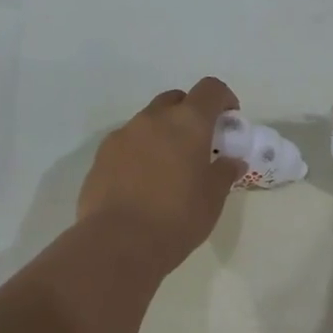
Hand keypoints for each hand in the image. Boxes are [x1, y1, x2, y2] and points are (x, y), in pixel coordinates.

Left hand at [77, 77, 245, 273]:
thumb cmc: (177, 218)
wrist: (119, 243)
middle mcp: (152, 119)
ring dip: (162, 134)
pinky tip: (142, 183)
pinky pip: (126, 144)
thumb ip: (223, 173)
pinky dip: (139, 152)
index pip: (210, 89)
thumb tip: (231, 161)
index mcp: (187, 123)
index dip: (224, 98)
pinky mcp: (100, 157)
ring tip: (168, 168)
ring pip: (147, 122)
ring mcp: (122, 135)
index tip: (229, 118)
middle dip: (189, 113)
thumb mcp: (212, 199)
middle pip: (175, 100)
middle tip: (198, 144)